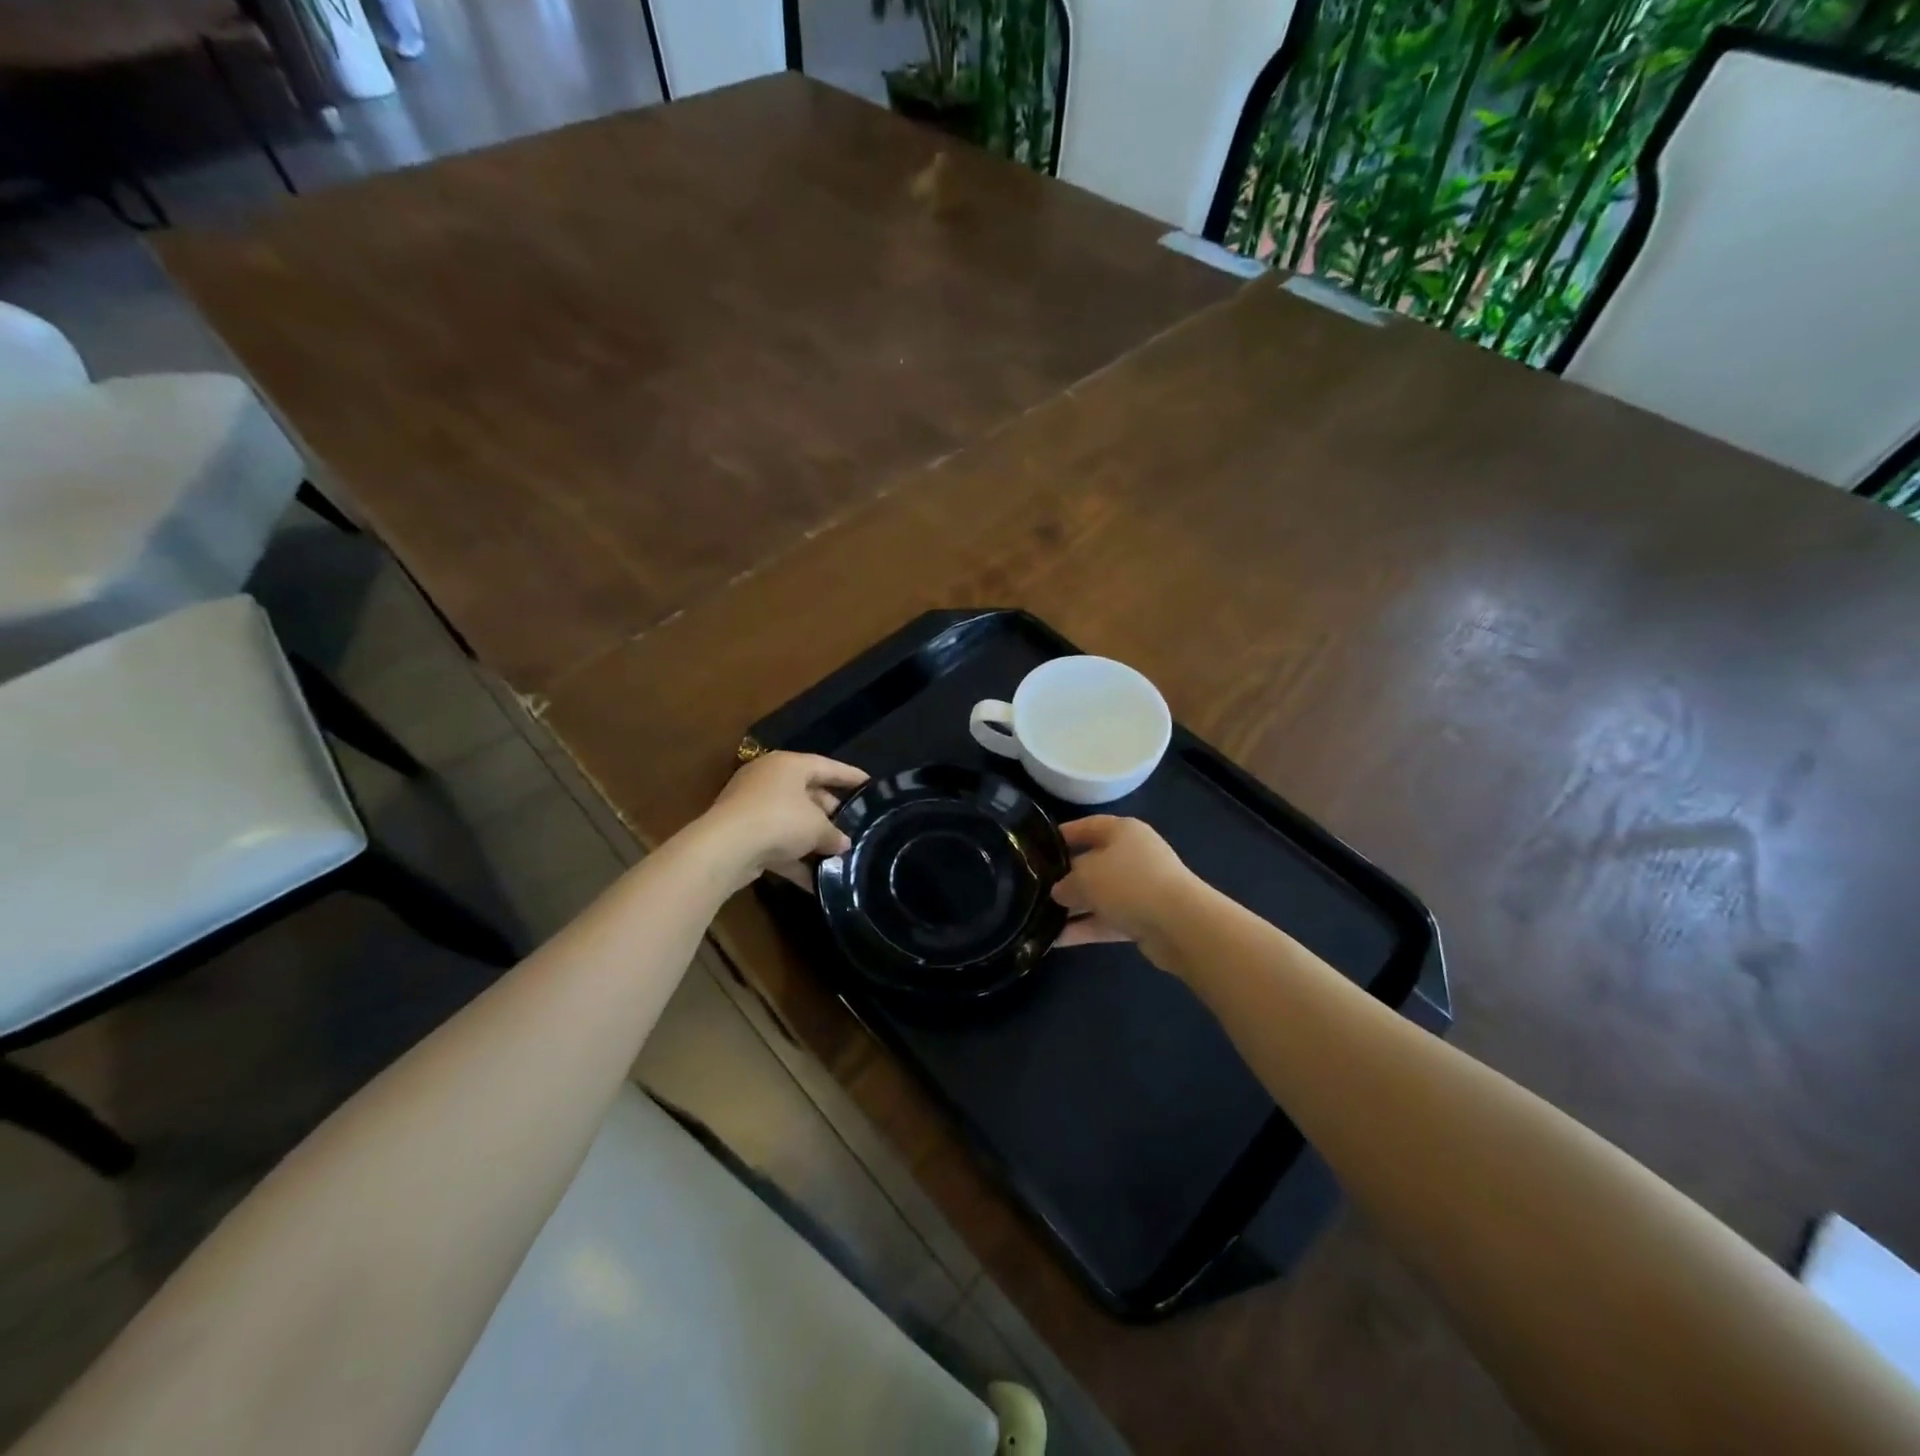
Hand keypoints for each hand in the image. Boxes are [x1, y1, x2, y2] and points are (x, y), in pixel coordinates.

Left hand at [696, 751, 866, 888]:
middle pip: (808, 794)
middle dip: (831, 814)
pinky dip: (794, 860)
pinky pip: (776, 844)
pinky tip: (816, 882)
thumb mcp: (817, 827)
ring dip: (812, 840)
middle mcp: (769, 780)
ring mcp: (752, 807)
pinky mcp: (743, 834)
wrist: (726, 848)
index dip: (850, 776)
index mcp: (789, 766)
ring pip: (791, 821)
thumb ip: (834, 834)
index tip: (870, 784)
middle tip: (854, 827)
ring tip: (839, 855)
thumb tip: (844, 844)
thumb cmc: (780, 820)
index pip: (827, 766)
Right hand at [1050, 816, 1197, 955]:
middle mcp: (1133, 855)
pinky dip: (1086, 928)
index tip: (1038, 846)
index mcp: (1123, 831)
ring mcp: (1140, 888)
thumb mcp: (1086, 877)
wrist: (1180, 924)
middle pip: (1093, 862)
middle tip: (1036, 888)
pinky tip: (1057, 940)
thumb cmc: (1128, 883)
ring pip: (1099, 895)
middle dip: (1066, 877)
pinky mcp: (1144, 918)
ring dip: (1073, 907)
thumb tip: (1059, 892)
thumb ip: (1066, 882)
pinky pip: (1108, 920)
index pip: (1088, 826)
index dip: (1063, 834)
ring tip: (1040, 918)